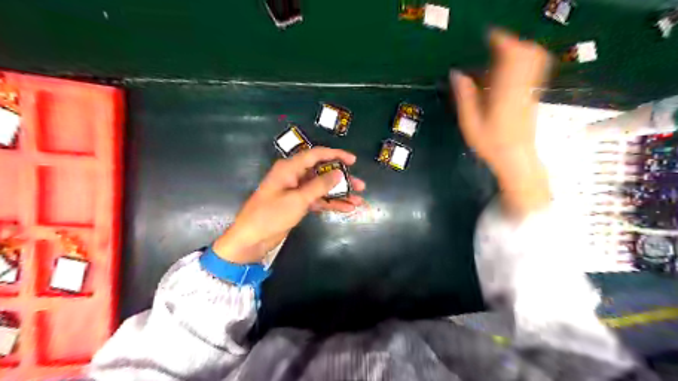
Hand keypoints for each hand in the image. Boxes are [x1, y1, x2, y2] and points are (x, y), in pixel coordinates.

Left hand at [216, 147, 365, 263]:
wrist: (252, 239)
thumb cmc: (271, 215)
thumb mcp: (297, 199)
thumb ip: (319, 185)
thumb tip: (339, 173)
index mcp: (290, 168)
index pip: (316, 155)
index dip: (336, 155)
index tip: (353, 160)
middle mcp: (294, 176)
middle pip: (322, 172)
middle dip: (342, 179)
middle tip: (360, 185)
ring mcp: (297, 191)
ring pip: (323, 187)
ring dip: (340, 193)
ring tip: (358, 199)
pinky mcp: (298, 204)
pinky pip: (318, 200)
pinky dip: (331, 203)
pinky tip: (346, 208)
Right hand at [449, 28, 549, 215]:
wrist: (516, 158)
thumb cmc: (490, 144)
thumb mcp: (470, 123)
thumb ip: (464, 97)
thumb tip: (456, 74)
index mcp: (505, 92)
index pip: (510, 56)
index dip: (501, 40)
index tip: (488, 35)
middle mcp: (522, 87)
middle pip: (527, 53)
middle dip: (511, 43)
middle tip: (492, 44)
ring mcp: (530, 90)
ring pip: (533, 59)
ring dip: (518, 50)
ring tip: (498, 55)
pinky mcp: (532, 95)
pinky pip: (532, 70)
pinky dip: (521, 62)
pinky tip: (505, 71)